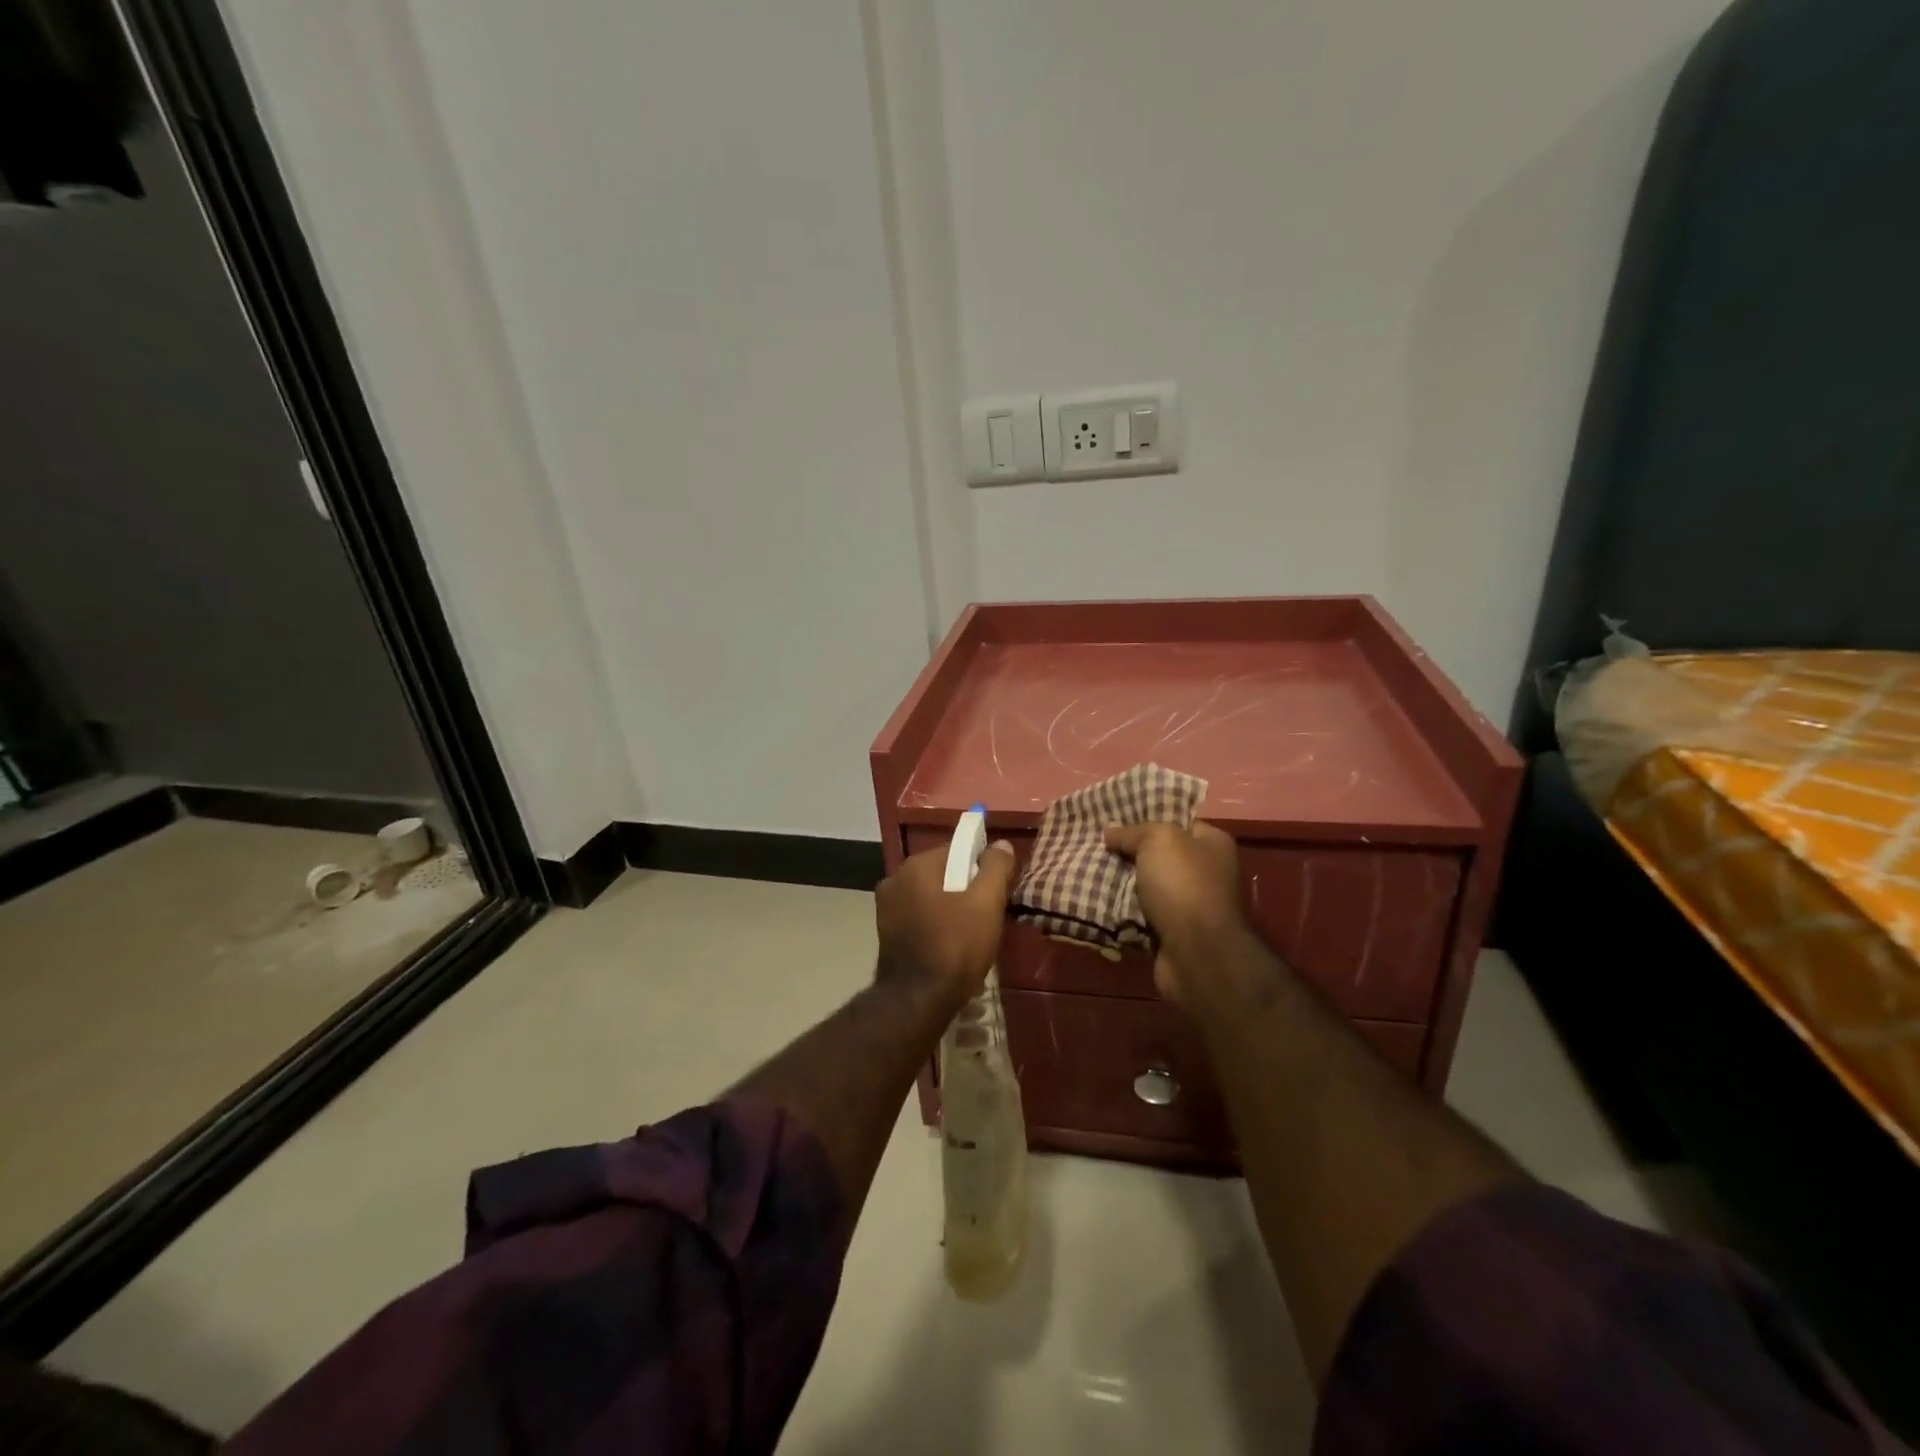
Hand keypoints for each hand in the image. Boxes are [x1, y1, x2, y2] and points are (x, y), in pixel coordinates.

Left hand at [875, 840, 1017, 1003]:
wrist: (917, 1001)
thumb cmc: (955, 947)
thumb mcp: (986, 903)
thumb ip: (996, 867)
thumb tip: (1001, 844)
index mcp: (917, 865)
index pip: (958, 850)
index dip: (982, 867)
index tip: (997, 891)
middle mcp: (896, 878)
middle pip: (944, 872)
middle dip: (966, 888)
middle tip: (988, 915)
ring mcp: (886, 906)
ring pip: (931, 895)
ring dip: (950, 906)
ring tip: (971, 934)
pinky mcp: (885, 931)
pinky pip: (919, 915)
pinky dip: (935, 922)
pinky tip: (949, 945)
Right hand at [1104, 820, 1249, 1006]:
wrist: (1196, 952)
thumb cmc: (1183, 885)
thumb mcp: (1158, 840)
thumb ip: (1133, 832)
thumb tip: (1111, 830)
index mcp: (1212, 844)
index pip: (1178, 822)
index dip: (1147, 818)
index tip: (1115, 819)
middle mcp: (1207, 872)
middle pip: (1160, 855)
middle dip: (1129, 853)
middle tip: (1096, 846)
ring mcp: (1191, 905)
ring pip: (1148, 886)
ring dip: (1122, 883)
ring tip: (1089, 871)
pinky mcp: (1174, 932)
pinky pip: (1142, 914)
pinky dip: (1124, 911)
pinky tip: (1098, 901)